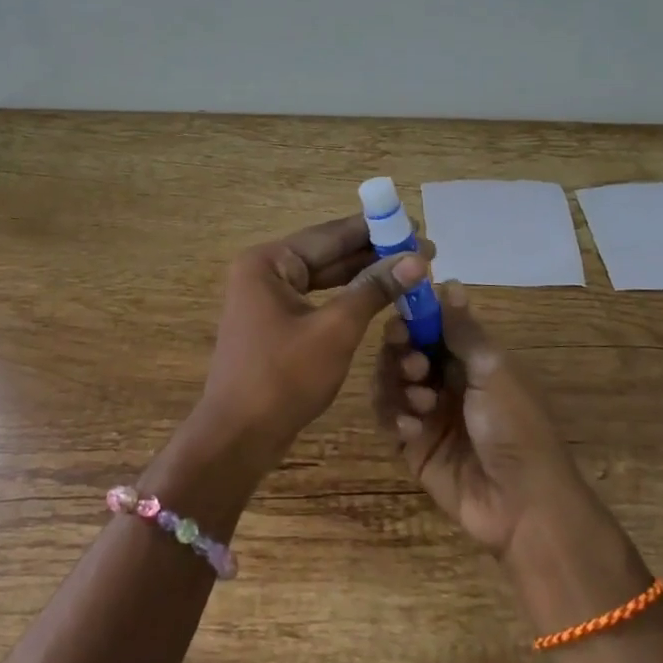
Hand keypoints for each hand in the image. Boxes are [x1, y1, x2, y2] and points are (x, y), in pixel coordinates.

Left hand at [194, 214, 426, 475]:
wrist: (239, 437)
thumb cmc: (284, 378)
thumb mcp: (335, 330)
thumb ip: (374, 289)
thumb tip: (417, 260)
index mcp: (269, 262)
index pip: (330, 234)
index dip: (375, 230)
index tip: (415, 225)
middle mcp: (264, 272)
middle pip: (327, 253)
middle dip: (374, 252)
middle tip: (423, 249)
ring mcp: (267, 299)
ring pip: (325, 278)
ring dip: (364, 275)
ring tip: (409, 269)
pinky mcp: (275, 324)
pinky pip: (318, 300)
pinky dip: (348, 298)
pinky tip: (379, 296)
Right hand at [372, 281, 594, 557]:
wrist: (521, 503)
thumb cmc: (515, 426)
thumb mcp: (494, 370)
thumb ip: (463, 330)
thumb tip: (449, 281)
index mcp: (471, 359)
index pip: (430, 326)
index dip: (413, 318)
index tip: (401, 317)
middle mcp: (446, 381)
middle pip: (403, 351)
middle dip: (401, 352)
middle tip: (414, 364)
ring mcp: (427, 414)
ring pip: (389, 382)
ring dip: (397, 385)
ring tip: (420, 403)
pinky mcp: (412, 445)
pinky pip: (387, 419)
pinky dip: (394, 418)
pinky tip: (412, 430)